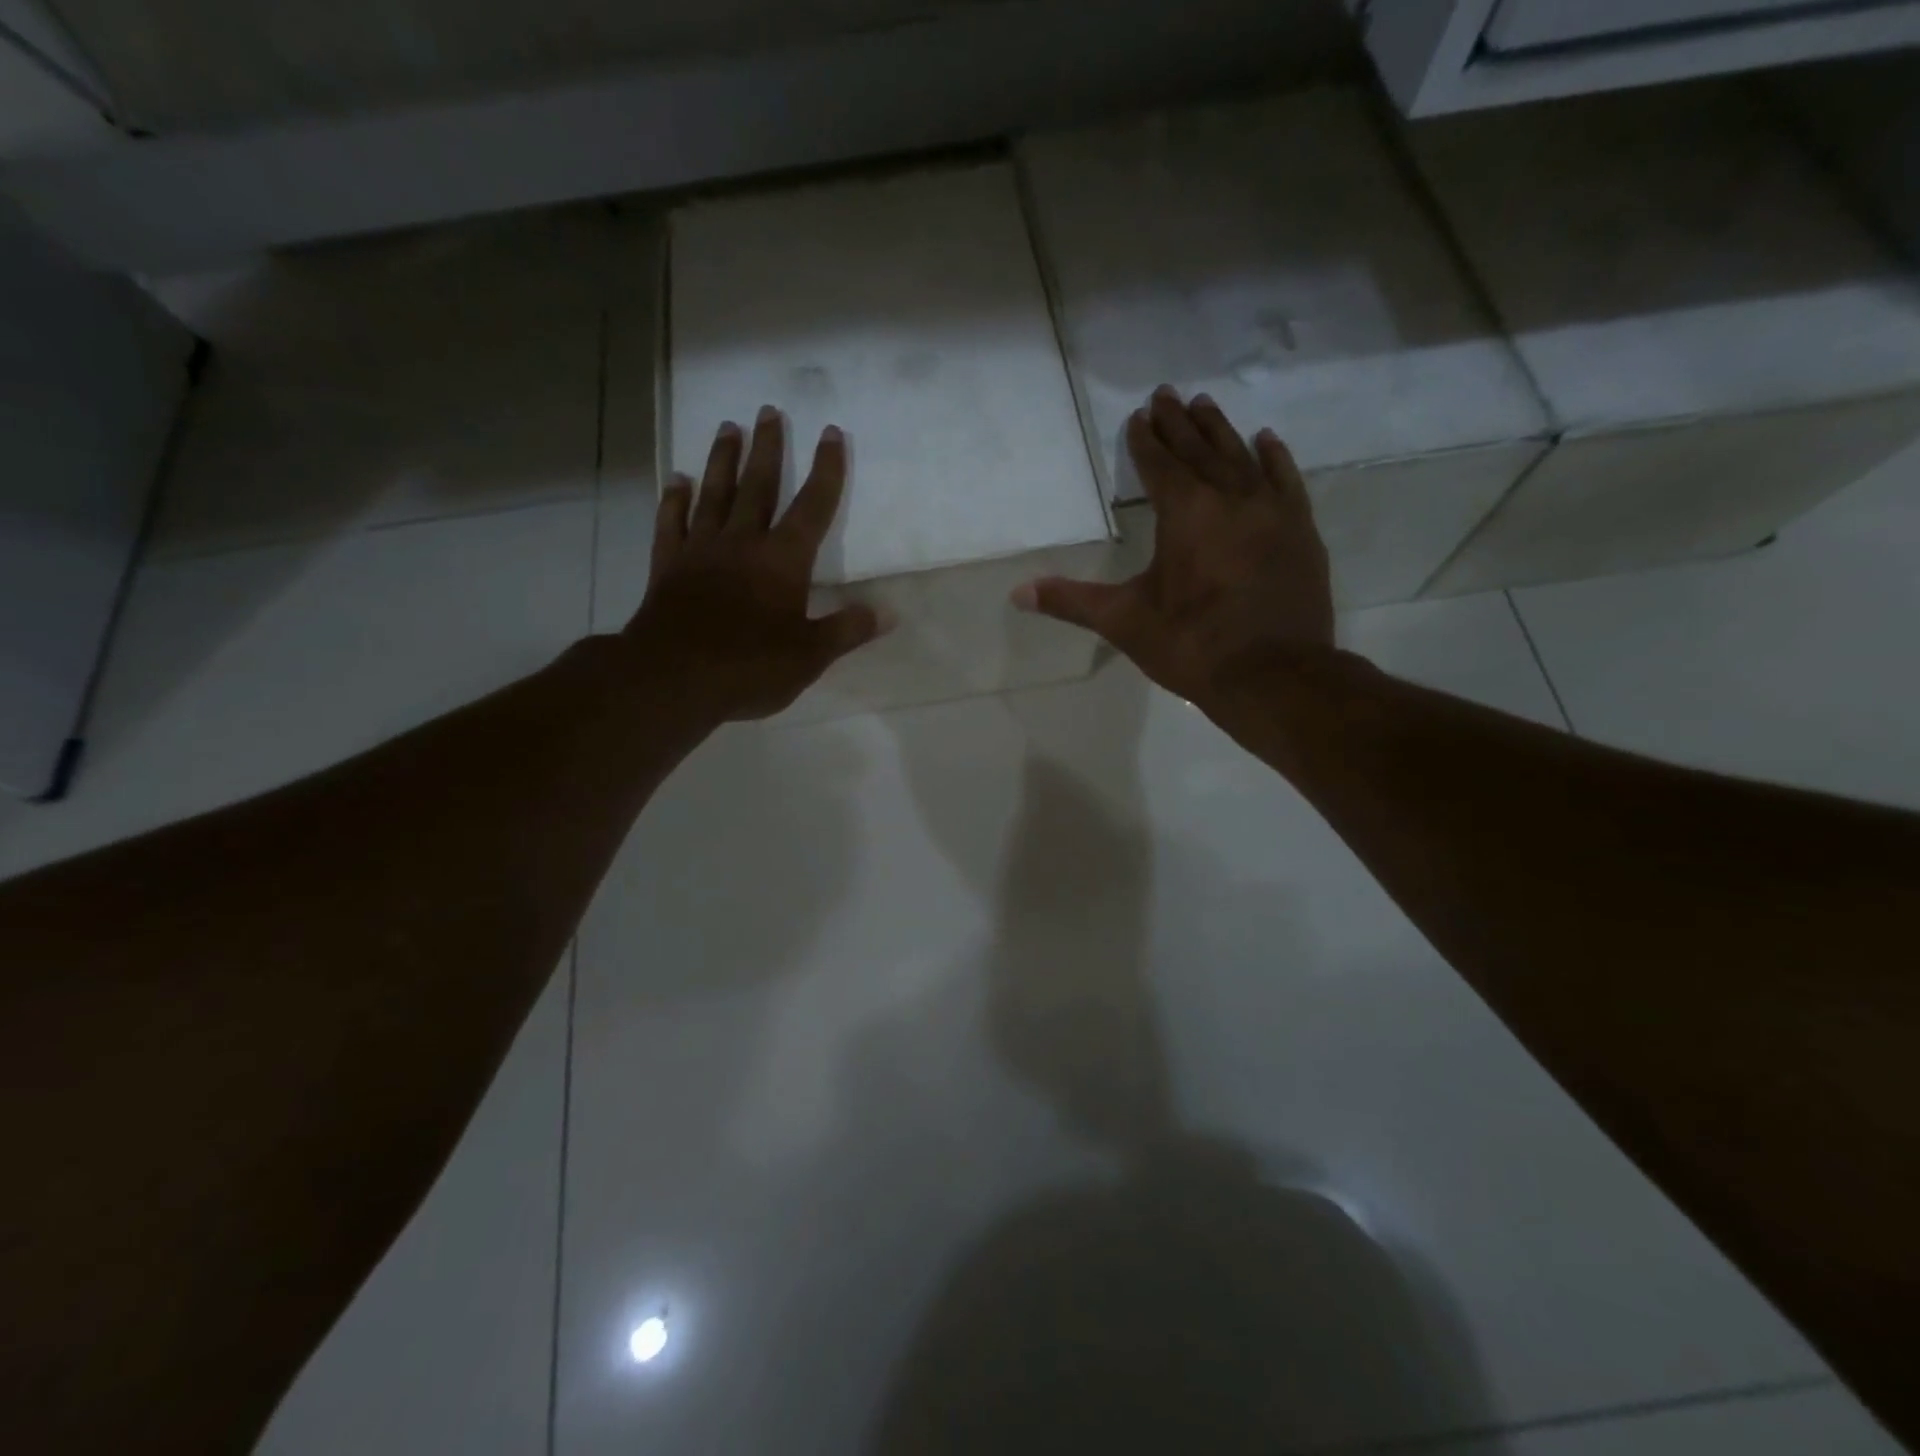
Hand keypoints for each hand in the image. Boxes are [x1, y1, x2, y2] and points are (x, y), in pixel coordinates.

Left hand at [624, 408, 885, 722]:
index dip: (826, 470)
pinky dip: (674, 500)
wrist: (673, 678)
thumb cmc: (750, 667)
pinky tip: (676, 480)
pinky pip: (672, 523)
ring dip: (722, 459)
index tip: (831, 433)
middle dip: (768, 448)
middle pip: (758, 486)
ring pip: (714, 494)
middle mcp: (743, 543)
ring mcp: (701, 551)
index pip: (812, 507)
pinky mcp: (668, 566)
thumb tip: (889, 613)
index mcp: (783, 560)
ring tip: (727, 427)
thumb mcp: (810, 656)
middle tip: (769, 410)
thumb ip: (847, 630)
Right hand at [1013, 386, 1334, 710]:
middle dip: (1180, 423)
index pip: (1161, 466)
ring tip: (1206, 404)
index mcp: (1186, 514)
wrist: (1274, 677)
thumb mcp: (1124, 622)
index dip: (1146, 440)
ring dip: (1221, 431)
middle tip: (1167, 393)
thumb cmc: (1192, 646)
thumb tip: (1018, 592)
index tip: (1139, 414)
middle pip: (1201, 451)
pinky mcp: (1301, 531)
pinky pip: (1286, 481)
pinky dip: (1274, 458)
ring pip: (1242, 457)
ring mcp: (1272, 512)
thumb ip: (1072, 601)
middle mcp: (1230, 499)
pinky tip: (1266, 440)